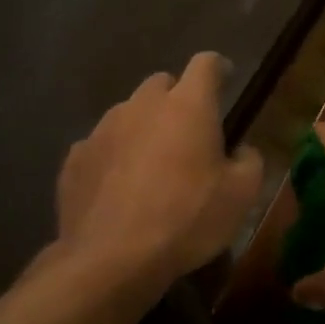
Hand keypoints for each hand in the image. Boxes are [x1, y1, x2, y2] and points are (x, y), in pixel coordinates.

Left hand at [54, 53, 264, 289]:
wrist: (112, 258)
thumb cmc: (187, 219)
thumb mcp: (241, 196)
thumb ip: (249, 162)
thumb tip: (241, 150)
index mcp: (187, 106)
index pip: (206, 64)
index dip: (219, 68)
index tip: (226, 78)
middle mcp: (141, 105)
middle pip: (162, 84)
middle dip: (177, 100)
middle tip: (189, 133)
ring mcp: (102, 129)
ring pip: (128, 114)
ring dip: (144, 128)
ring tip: (152, 166)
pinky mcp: (75, 158)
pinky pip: (101, 145)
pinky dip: (114, 157)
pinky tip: (119, 188)